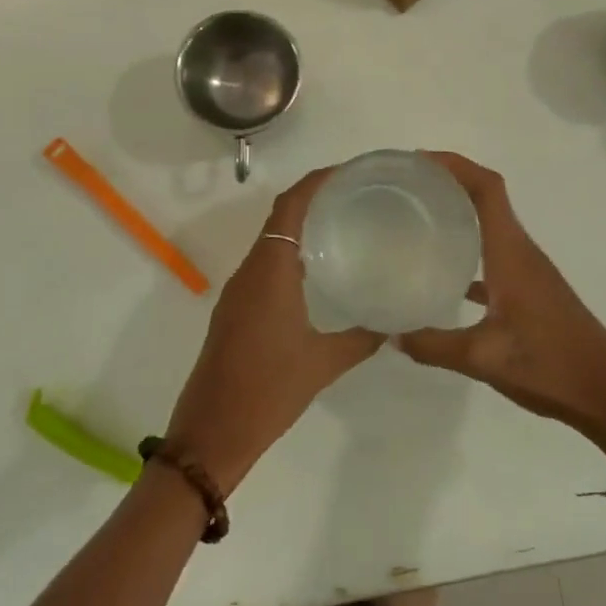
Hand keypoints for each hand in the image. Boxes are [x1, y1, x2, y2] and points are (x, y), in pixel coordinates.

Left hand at [162, 170, 383, 494]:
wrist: (211, 434)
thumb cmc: (268, 391)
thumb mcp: (323, 364)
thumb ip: (362, 338)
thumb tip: (393, 322)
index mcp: (270, 272)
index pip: (290, 207)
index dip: (316, 181)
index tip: (350, 171)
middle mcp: (251, 272)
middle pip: (280, 217)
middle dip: (314, 198)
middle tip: (358, 195)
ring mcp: (239, 291)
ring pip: (272, 242)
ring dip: (302, 226)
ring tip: (345, 224)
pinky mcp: (236, 310)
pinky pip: (266, 266)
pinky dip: (291, 254)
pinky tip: (320, 271)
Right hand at [399, 152, 605, 458]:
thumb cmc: (549, 366)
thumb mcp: (482, 359)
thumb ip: (433, 345)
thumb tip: (392, 334)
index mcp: (512, 253)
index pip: (487, 188)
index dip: (455, 165)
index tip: (417, 162)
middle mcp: (521, 252)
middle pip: (487, 198)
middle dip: (449, 183)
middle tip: (405, 189)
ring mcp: (528, 272)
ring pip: (491, 227)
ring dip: (460, 214)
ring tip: (417, 220)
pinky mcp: (531, 292)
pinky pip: (495, 257)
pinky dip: (470, 253)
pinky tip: (444, 275)